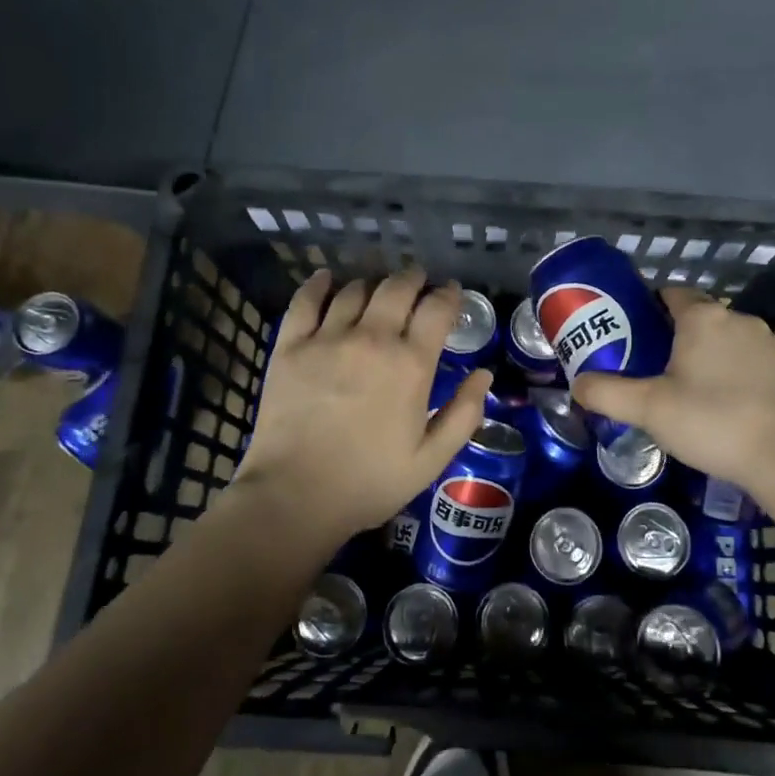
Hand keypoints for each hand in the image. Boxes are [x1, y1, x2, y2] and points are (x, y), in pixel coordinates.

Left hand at [236, 268, 490, 542]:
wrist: (295, 496)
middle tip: (418, 281)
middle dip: (413, 279)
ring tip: (377, 290)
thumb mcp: (431, 459)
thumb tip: (484, 374)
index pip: (437, 309)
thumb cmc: (370, 482)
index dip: (449, 295)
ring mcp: (327, 338)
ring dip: (373, 284)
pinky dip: (319, 284)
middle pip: (397, 288)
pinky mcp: (290, 346)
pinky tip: (327, 279)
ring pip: (355, 290)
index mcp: (410, 364)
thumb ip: (464, 413)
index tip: (451, 293)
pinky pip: (305, 301)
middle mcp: (372, 339)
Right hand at [571, 287, 774, 492]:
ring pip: (726, 339)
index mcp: (702, 317)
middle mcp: (738, 318)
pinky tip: (726, 406)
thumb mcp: (648, 409)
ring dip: (708, 356)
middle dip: (675, 336)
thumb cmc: (711, 421)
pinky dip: (736, 374)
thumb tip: (577, 384)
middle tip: (653, 367)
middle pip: (698, 317)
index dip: (648, 308)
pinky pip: (751, 361)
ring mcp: (770, 342)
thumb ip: (606, 393)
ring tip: (689, 391)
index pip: (670, 293)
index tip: (632, 332)